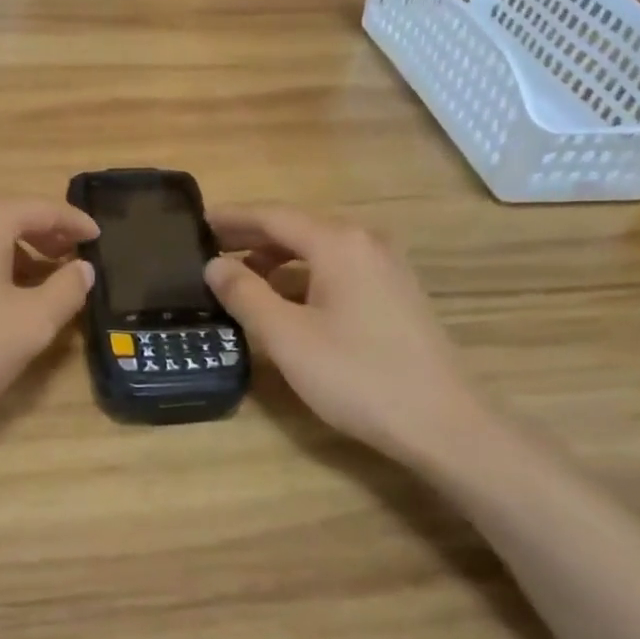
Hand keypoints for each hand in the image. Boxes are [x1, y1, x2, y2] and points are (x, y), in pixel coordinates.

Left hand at [0, 197, 97, 435]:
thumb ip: (65, 291)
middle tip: (65, 259)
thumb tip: (82, 268)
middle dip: (38, 238)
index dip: (75, 224)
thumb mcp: (29, 327)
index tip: (96, 236)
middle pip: (2, 217)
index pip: (42, 210)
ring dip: (1, 253)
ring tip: (21, 283)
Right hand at [203, 208, 487, 458]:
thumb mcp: (287, 337)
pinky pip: (339, 269)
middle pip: (298, 228)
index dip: (232, 218)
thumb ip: (245, 294)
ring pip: (319, 250)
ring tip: (240, 275)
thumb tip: (214, 265)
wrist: (442, 422)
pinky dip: (304, 276)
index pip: (273, 216)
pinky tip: (287, 299)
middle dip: (252, 236)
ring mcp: (387, 267)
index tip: (197, 222)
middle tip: (210, 248)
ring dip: (277, 258)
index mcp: (338, 243)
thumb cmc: (357, 375)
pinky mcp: (396, 293)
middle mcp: (366, 242)